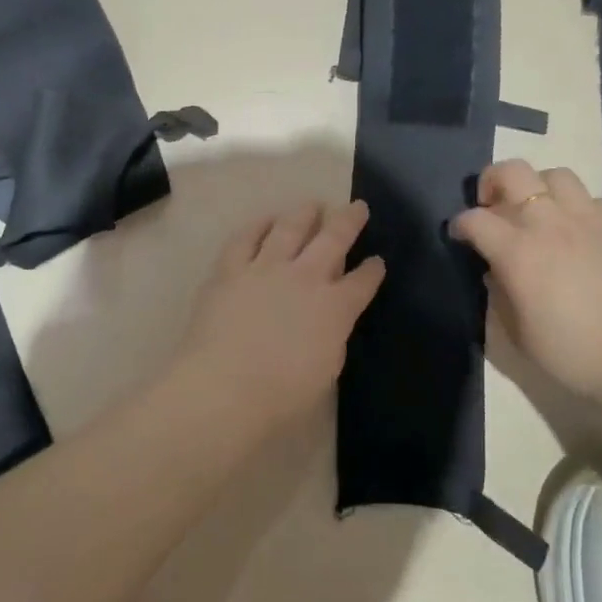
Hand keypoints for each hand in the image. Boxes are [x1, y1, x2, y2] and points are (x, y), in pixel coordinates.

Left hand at [171, 200, 385, 433]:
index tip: (377, 261)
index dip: (372, 270)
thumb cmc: (281, 397)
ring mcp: (266, 269)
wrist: (224, 389)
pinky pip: (245, 238)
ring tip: (312, 204)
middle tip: (358, 207)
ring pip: (290, 228)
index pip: (362, 282)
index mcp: (335, 308)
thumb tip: (329, 320)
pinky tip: (265, 220)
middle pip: (333, 239)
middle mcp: (305, 278)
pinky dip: (258, 226)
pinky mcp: (230, 270)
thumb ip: (332, 337)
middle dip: (349, 220)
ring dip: (304, 214)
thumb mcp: (326, 372)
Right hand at [450, 161, 601, 400]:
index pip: (475, 219)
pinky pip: (591, 199)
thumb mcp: (518, 334)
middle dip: (493, 181)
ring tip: (540, 213)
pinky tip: (579, 232)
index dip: (460, 225)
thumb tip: (498, 270)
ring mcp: (589, 219)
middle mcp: (550, 223)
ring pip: (555, 175)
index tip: (461, 237)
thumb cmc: (572, 355)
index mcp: (518, 251)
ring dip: (539, 188)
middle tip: (495, 206)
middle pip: (513, 171)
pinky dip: (576, 208)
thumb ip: (500, 293)